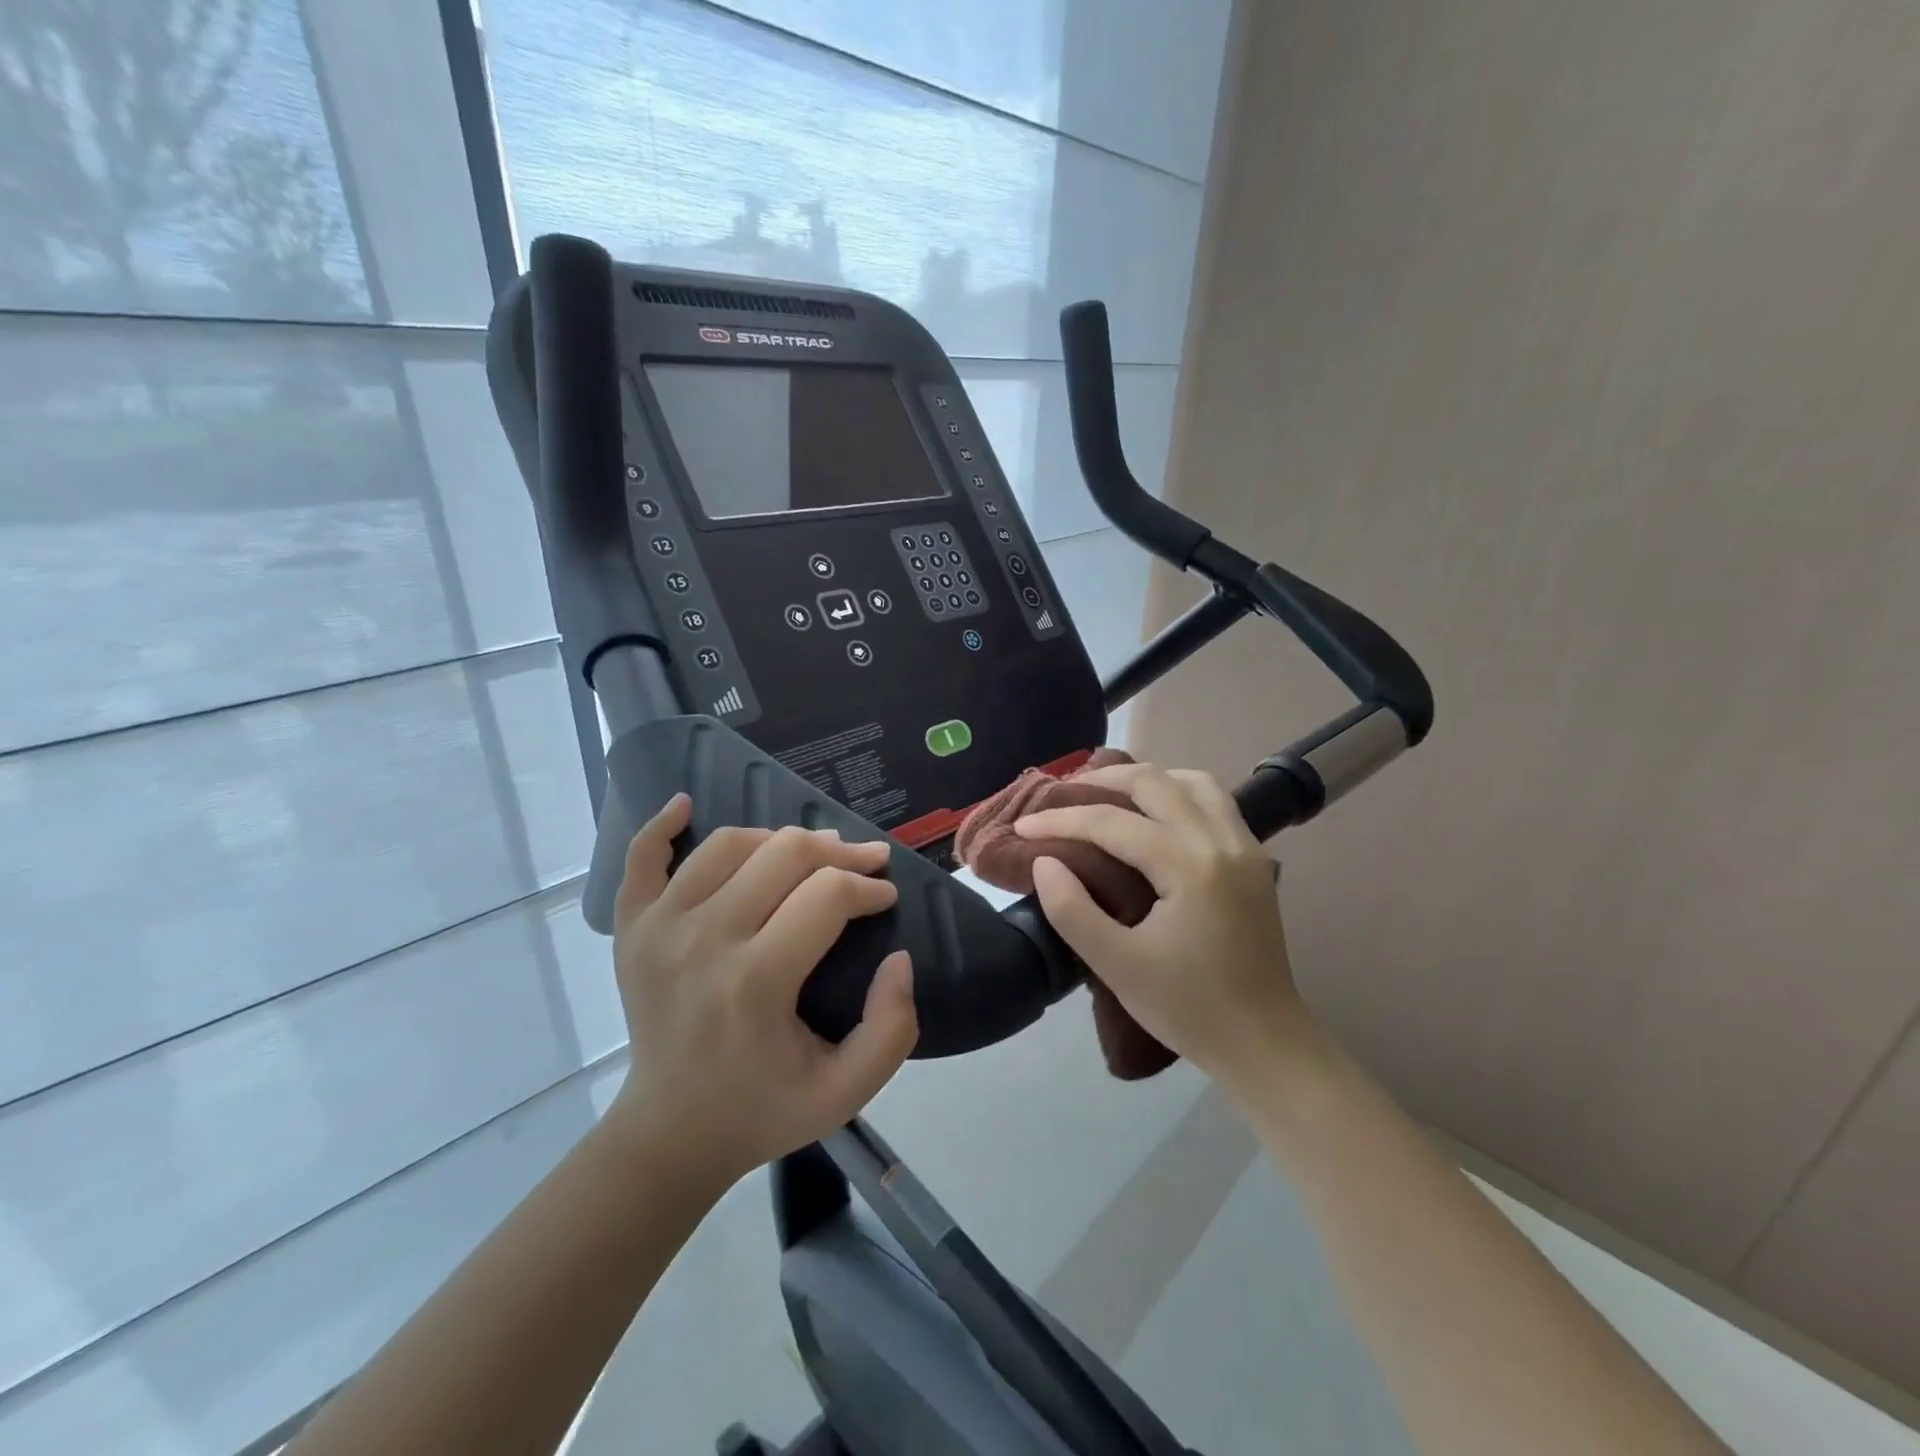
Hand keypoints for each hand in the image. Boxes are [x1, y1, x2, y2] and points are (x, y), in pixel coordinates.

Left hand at [607, 796, 917, 1182]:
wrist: (670, 1133)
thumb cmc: (762, 1110)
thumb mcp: (846, 1092)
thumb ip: (892, 1028)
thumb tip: (899, 957)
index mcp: (755, 983)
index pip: (827, 896)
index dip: (868, 888)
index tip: (885, 897)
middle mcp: (703, 941)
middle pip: (784, 854)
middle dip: (838, 851)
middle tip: (862, 865)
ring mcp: (658, 929)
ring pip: (730, 843)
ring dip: (779, 838)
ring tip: (807, 855)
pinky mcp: (631, 928)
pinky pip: (642, 857)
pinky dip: (662, 824)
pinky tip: (686, 804)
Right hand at [1016, 765, 1310, 1086]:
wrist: (1264, 1044)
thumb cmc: (1187, 1008)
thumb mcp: (1117, 965)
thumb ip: (1072, 910)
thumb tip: (1044, 862)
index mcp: (1189, 866)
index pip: (1112, 823)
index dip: (1061, 819)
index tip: (1023, 825)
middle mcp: (1221, 842)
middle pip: (1154, 783)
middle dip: (1101, 781)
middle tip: (1061, 795)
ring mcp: (1245, 847)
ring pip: (1192, 782)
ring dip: (1146, 780)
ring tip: (1109, 795)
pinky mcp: (1254, 860)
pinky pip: (1214, 801)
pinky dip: (1178, 793)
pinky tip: (1156, 815)